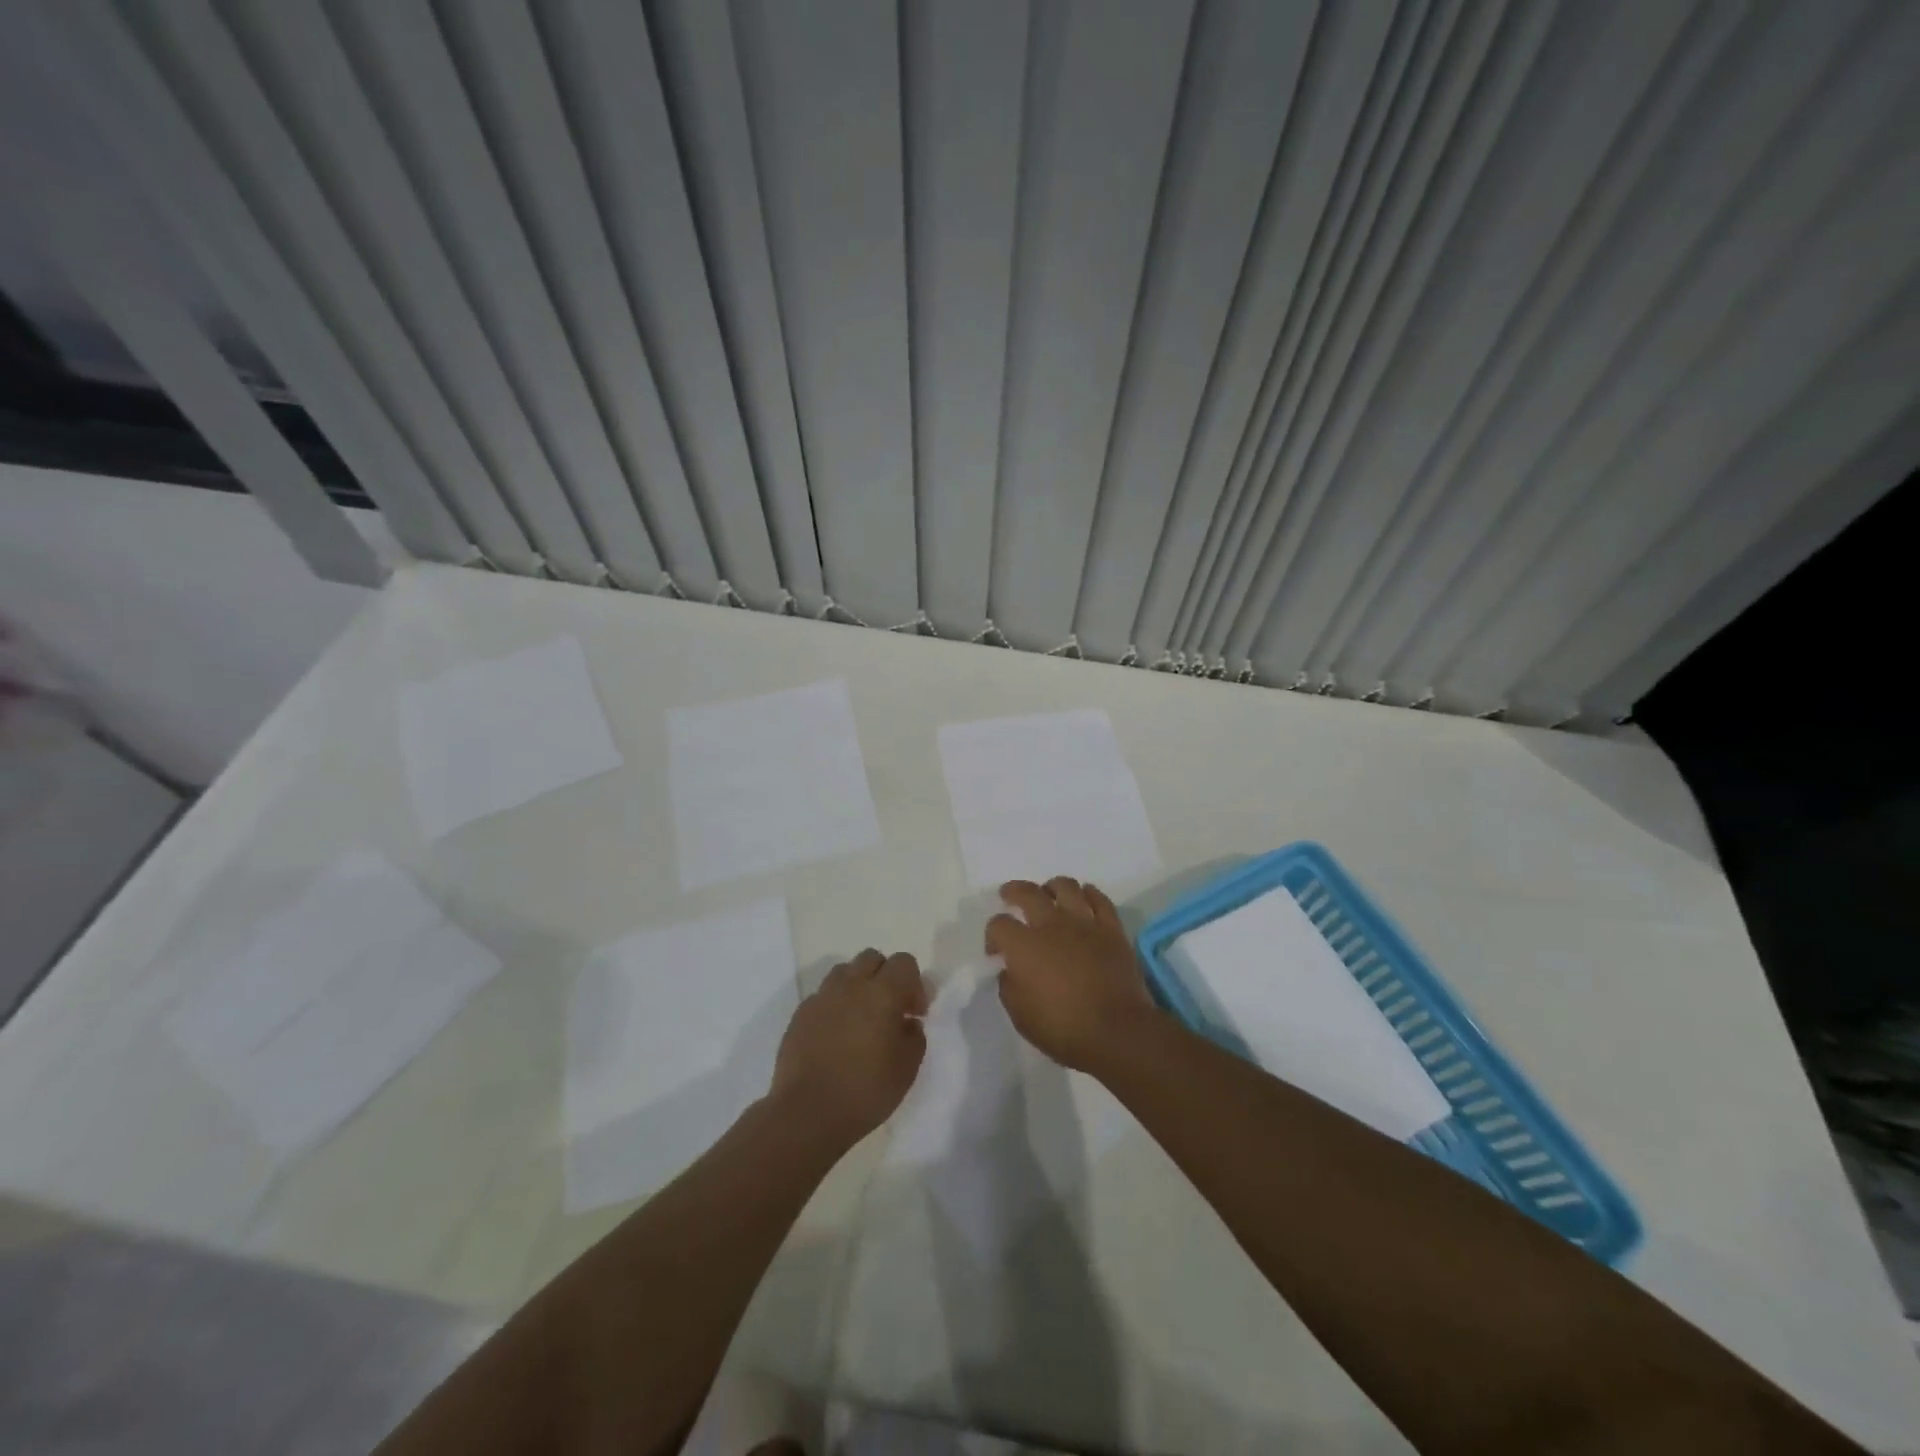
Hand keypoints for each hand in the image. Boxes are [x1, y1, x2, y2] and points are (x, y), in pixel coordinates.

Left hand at [770, 949, 926, 1144]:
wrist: (807, 1113)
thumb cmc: (865, 1091)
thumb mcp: (907, 1068)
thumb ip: (914, 1036)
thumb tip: (908, 1022)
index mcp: (882, 992)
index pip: (904, 962)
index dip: (914, 983)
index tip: (915, 1013)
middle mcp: (851, 985)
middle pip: (872, 958)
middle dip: (885, 976)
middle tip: (890, 1010)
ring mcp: (822, 997)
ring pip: (845, 972)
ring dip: (858, 986)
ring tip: (861, 1019)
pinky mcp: (800, 1014)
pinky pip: (823, 995)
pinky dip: (835, 1005)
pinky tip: (836, 1035)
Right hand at [987, 878, 1154, 1074]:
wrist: (1117, 1031)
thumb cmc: (1064, 1028)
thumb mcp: (1021, 1016)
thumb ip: (1009, 986)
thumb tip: (1010, 970)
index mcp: (1024, 946)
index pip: (998, 924)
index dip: (992, 935)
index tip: (996, 951)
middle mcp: (1051, 924)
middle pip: (1028, 893)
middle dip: (1013, 891)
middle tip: (1009, 895)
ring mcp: (1084, 923)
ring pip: (1065, 886)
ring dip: (1052, 887)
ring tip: (1049, 894)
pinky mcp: (1111, 928)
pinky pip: (1099, 899)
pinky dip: (1089, 894)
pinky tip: (1084, 898)